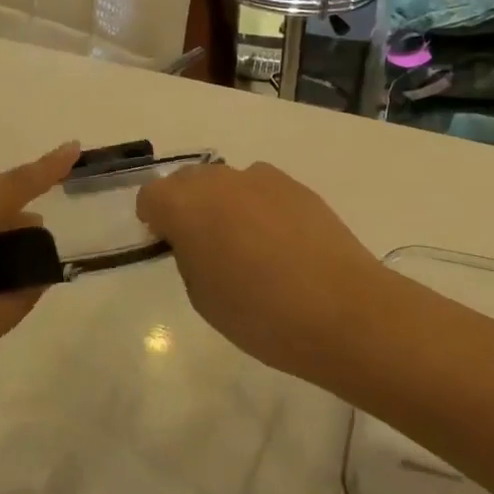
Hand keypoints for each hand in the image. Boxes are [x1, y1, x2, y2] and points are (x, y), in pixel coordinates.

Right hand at [136, 161, 385, 386]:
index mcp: (185, 206)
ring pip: (226, 182)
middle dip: (186, 205)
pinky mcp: (297, 186)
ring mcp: (261, 179)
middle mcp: (219, 181)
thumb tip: (197, 239)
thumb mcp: (202, 296)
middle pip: (187, 180)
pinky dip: (258, 206)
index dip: (153, 219)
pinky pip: (262, 189)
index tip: (165, 243)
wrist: (342, 311)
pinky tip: (279, 242)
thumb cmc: (260, 314)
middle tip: (202, 244)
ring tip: (246, 243)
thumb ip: (189, 256)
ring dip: (223, 203)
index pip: (150, 196)